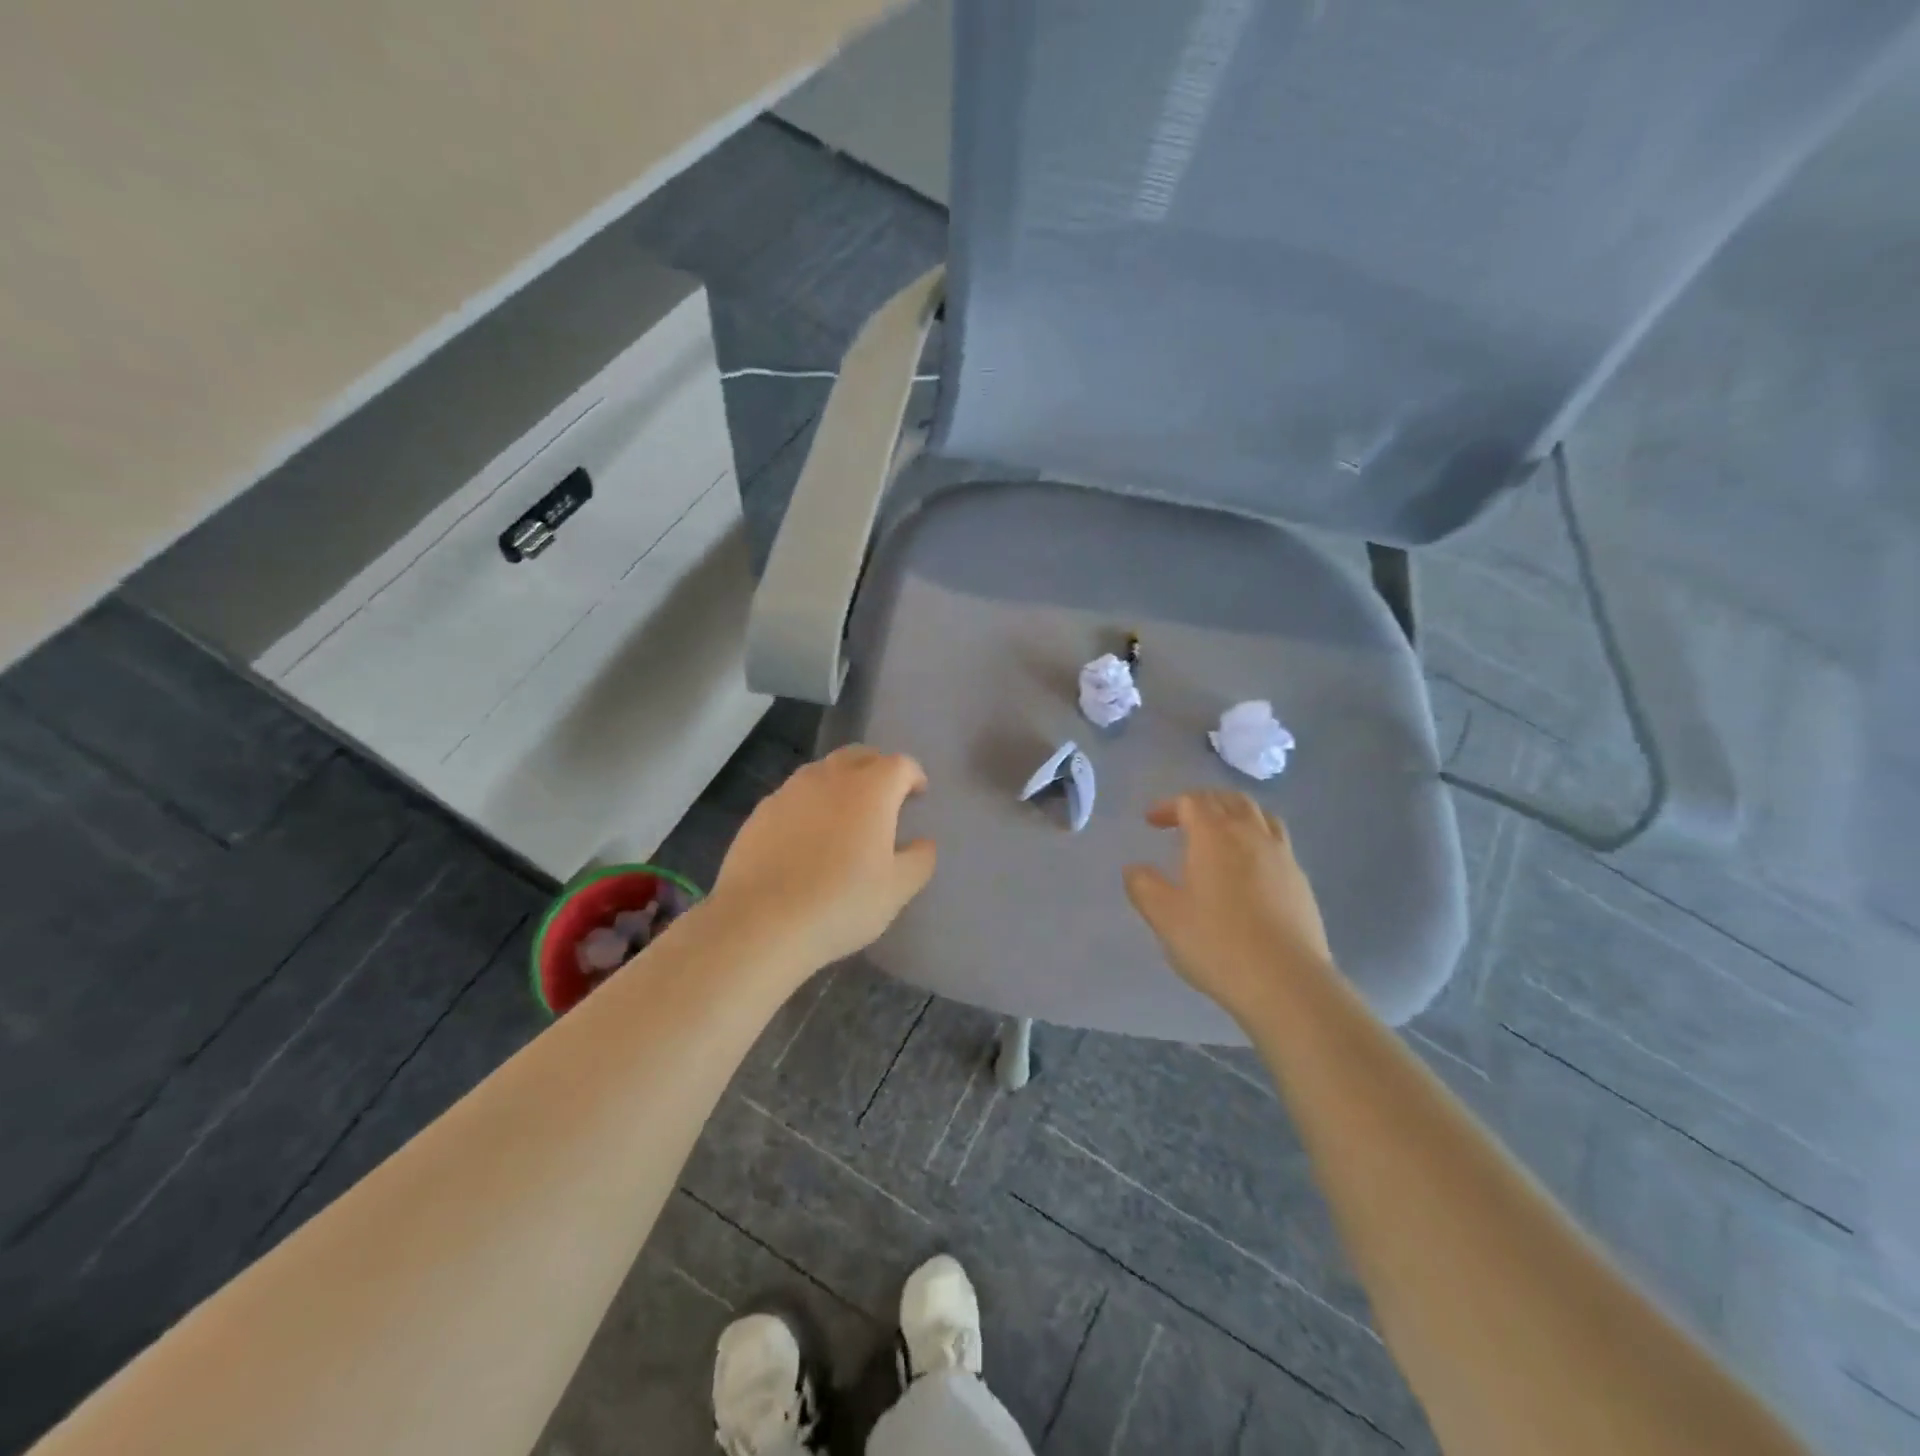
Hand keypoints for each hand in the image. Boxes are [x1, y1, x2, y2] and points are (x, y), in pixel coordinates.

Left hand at [708, 745, 936, 971]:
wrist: (761, 922)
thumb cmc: (841, 903)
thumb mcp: (896, 890)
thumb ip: (919, 860)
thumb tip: (923, 843)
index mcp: (871, 789)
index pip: (900, 764)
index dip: (913, 776)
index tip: (917, 794)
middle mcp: (830, 778)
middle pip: (859, 755)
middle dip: (877, 768)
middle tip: (884, 796)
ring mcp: (790, 791)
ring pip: (822, 771)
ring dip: (840, 782)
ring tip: (844, 814)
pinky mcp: (761, 812)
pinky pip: (794, 796)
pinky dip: (809, 804)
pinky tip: (806, 836)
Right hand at [1123, 791, 1332, 1024]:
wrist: (1286, 982)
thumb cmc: (1216, 943)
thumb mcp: (1164, 917)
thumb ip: (1143, 886)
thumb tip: (1135, 869)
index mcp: (1214, 835)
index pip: (1191, 801)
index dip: (1168, 806)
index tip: (1151, 822)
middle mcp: (1251, 834)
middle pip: (1229, 799)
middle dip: (1203, 802)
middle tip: (1183, 819)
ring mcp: (1282, 856)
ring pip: (1260, 815)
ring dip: (1235, 814)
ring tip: (1221, 833)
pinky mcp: (1301, 881)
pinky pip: (1277, 842)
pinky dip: (1257, 839)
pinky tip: (1249, 867)